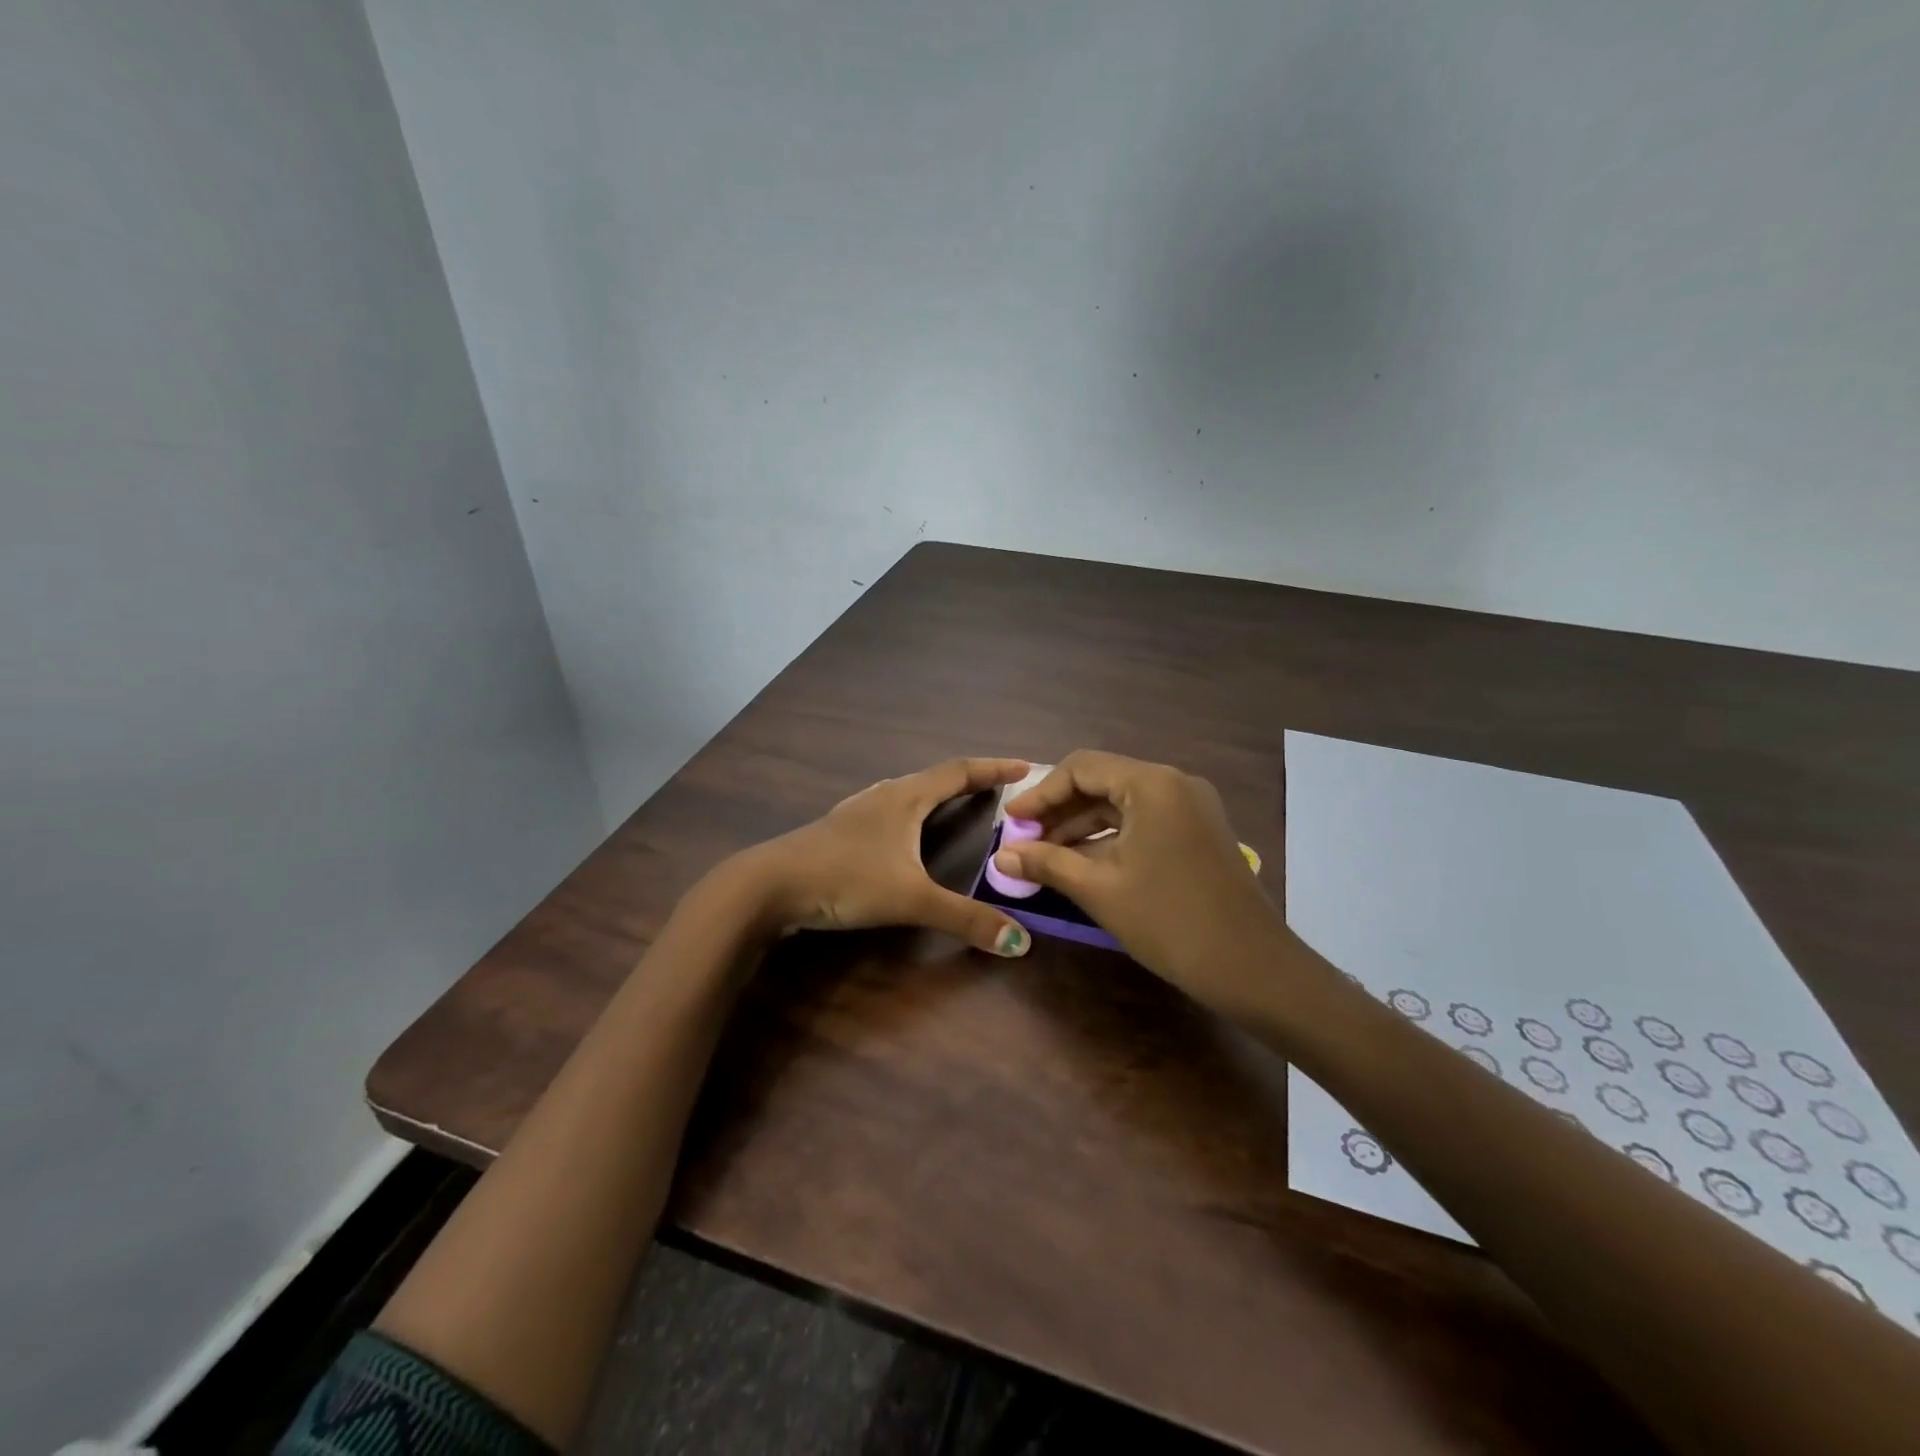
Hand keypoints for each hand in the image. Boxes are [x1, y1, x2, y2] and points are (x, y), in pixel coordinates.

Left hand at [733, 757, 1035, 956]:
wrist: (768, 885)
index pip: (960, 772)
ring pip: (908, 791)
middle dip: (970, 780)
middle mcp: (884, 795)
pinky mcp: (839, 830)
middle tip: (1000, 789)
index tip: (1027, 766)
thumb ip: (965, 919)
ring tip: (957, 803)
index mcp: (906, 798)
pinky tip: (902, 831)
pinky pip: (888, 809)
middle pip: (935, 777)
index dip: (994, 768)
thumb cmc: (845, 878)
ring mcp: (858, 811)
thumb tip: (1020, 941)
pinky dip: (911, 811)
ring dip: (937, 793)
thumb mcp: (911, 899)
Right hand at [996, 750, 1294, 1016]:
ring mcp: (1191, 807)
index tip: (1011, 822)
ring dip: (1082, 826)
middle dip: (1060, 810)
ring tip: (1045, 856)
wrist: (1251, 967)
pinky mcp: (1198, 832)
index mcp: (1152, 784)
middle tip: (1024, 841)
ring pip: (1122, 803)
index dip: (1040, 793)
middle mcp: (1174, 783)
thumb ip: (1047, 862)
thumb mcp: (1099, 889)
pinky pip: (1144, 821)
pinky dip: (1110, 837)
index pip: (1081, 767)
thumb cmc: (1169, 921)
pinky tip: (1082, 863)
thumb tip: (1001, 856)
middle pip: (1102, 781)